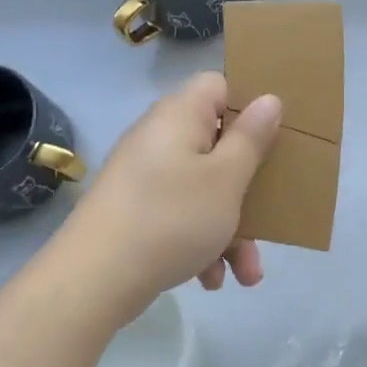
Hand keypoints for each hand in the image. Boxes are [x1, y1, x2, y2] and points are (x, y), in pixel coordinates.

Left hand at [58, 73, 282, 303]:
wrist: (93, 280)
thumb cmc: (171, 219)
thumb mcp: (226, 179)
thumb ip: (251, 138)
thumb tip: (269, 98)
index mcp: (181, 116)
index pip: (219, 86)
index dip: (248, 107)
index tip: (273, 138)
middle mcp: (160, 138)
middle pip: (217, 145)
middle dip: (248, 187)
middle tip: (271, 212)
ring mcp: (145, 176)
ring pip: (204, 189)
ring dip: (231, 228)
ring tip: (248, 273)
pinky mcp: (136, 211)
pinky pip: (181, 215)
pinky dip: (201, 243)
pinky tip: (211, 280)